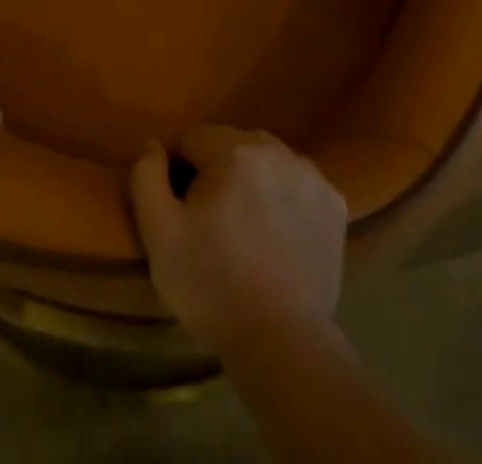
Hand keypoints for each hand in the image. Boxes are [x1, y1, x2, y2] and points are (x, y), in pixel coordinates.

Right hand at [129, 125, 346, 353]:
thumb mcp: (160, 235)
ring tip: (248, 229)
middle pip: (231, 143)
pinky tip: (280, 235)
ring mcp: (310, 174)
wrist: (282, 342)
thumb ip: (147, 178)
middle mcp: (275, 149)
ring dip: (253, 180)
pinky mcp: (334, 203)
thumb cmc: (213, 286)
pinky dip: (286, 198)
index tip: (185, 211)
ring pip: (267, 160)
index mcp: (232, 150)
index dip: (182, 173)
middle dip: (218, 171)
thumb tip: (155, 146)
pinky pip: (298, 184)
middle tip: (215, 222)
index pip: (193, 139)